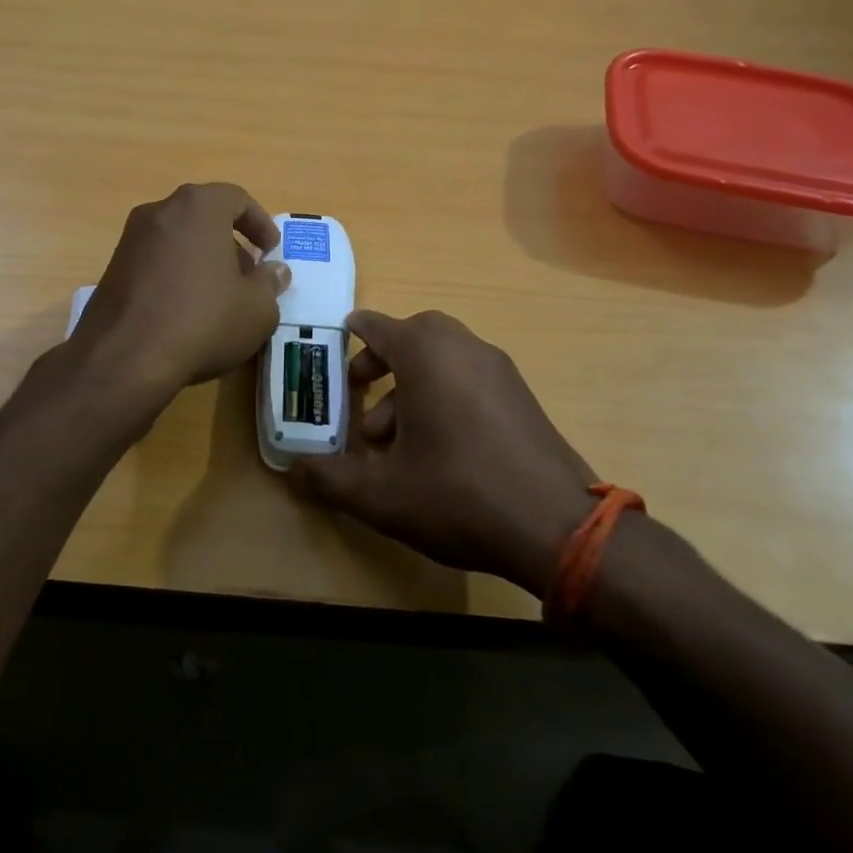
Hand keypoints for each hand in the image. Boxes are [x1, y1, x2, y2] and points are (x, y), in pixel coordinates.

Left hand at [70, 183, 290, 397]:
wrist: (125, 358)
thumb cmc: (203, 321)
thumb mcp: (257, 309)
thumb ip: (270, 283)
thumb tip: (274, 271)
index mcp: (197, 207)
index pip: (235, 198)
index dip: (259, 222)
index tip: (270, 251)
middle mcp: (159, 212)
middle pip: (203, 217)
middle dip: (229, 242)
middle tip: (247, 276)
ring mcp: (129, 240)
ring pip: (177, 240)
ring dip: (201, 260)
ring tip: (218, 298)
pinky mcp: (111, 270)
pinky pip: (154, 262)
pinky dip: (174, 275)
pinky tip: (185, 313)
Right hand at [291, 310, 598, 596]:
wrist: (558, 527)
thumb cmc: (458, 495)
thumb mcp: (380, 495)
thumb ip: (330, 479)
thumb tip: (294, 470)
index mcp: (426, 355)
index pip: (378, 325)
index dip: (352, 335)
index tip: (336, 344)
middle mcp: (464, 348)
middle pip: (415, 334)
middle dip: (384, 358)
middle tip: (362, 391)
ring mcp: (499, 370)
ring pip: (444, 358)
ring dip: (412, 384)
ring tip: (391, 439)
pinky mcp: (522, 397)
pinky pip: (470, 378)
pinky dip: (445, 394)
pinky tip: (436, 448)